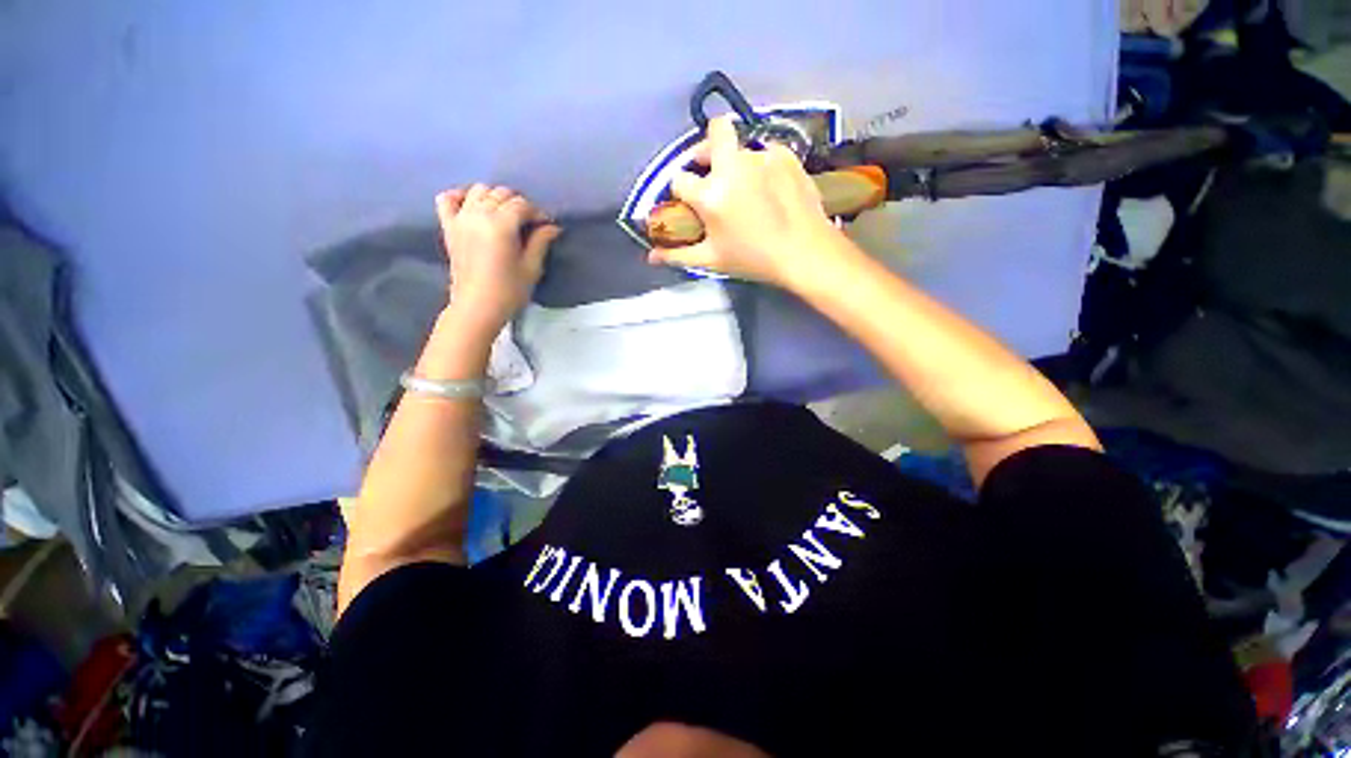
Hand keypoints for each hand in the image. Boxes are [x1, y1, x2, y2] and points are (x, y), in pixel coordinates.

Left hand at [436, 184, 560, 334]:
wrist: (477, 307)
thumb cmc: (509, 291)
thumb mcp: (531, 267)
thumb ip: (540, 242)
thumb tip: (552, 226)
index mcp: (501, 225)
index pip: (522, 204)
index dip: (537, 212)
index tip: (546, 225)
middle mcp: (478, 215)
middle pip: (501, 193)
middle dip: (519, 204)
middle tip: (529, 223)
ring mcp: (460, 219)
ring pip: (478, 190)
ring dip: (495, 197)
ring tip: (505, 215)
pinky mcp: (448, 227)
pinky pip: (448, 198)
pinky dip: (461, 196)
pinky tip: (472, 206)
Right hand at [648, 116, 846, 287]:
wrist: (805, 253)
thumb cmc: (754, 259)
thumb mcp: (713, 260)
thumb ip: (679, 255)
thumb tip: (651, 257)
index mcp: (711, 194)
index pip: (680, 179)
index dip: (681, 190)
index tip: (689, 202)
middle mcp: (733, 166)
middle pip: (714, 132)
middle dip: (708, 147)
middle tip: (713, 172)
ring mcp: (762, 156)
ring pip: (741, 145)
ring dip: (736, 161)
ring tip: (747, 188)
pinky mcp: (786, 155)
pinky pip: (766, 151)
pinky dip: (762, 166)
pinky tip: (770, 189)